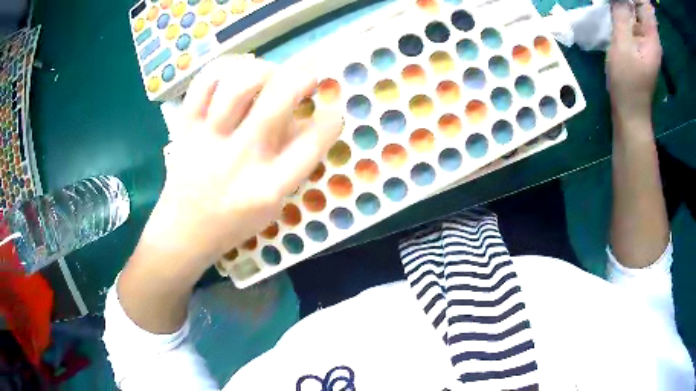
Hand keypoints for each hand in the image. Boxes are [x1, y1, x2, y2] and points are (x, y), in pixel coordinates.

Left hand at [142, 55, 341, 266]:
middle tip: (307, 77)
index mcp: (268, 186)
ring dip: (263, 70)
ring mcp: (208, 139)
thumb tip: (306, 118)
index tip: (333, 110)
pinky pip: (202, 84)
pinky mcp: (185, 128)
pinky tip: (237, 72)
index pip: (313, 142)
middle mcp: (239, 158)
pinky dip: (223, 68)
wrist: (184, 232)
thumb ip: (293, 164)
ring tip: (269, 75)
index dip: (332, 119)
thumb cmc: (234, 222)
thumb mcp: (274, 205)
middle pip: (277, 100)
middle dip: (302, 78)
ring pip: (238, 85)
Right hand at [608, 1, 661, 121]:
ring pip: (634, 13)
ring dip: (623, 7)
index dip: (634, 0)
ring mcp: (646, 42)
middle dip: (627, 2)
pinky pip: (631, 22)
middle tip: (614, 3)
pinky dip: (622, 15)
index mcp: (652, 39)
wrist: (630, 110)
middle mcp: (651, 38)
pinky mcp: (639, 45)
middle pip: (639, 8)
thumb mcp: (622, 46)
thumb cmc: (627, 82)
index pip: (645, 8)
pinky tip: (614, 16)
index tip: (621, 0)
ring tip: (612, 8)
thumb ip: (622, 17)